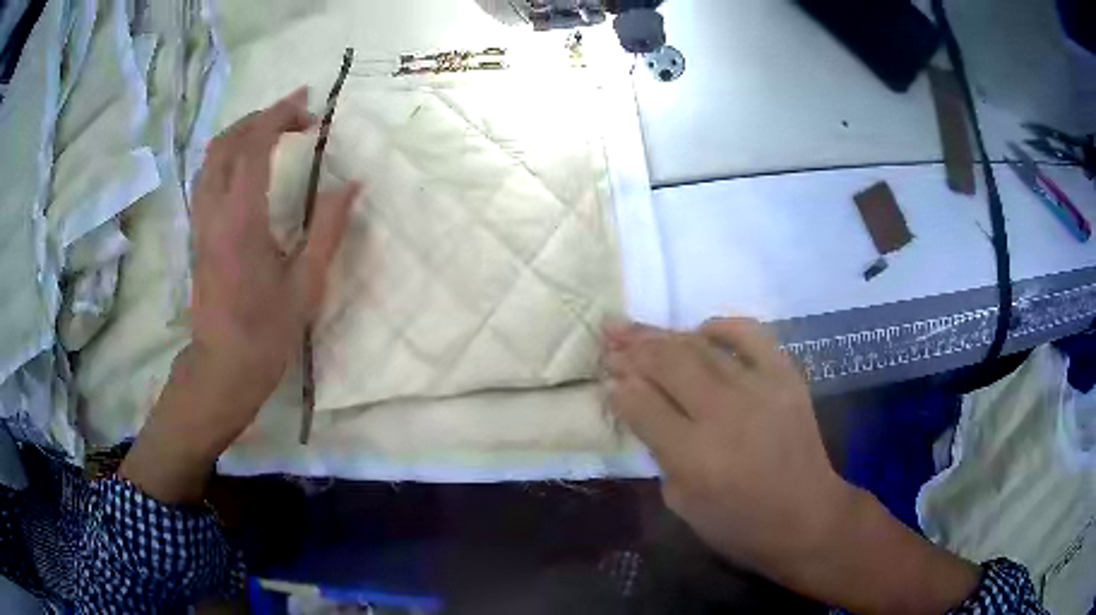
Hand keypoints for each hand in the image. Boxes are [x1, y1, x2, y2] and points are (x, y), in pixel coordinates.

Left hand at [121, 88, 358, 503]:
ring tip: (271, 128)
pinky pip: (206, 175)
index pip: (254, 145)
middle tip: (294, 113)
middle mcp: (214, 210)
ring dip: (241, 131)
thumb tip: (352, 184)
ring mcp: (200, 220)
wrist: (222, 366)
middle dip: (261, 116)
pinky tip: (246, 160)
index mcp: (242, 219)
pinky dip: (227, 153)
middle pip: (227, 141)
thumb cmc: (266, 331)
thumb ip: (329, 228)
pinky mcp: (196, 231)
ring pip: (211, 156)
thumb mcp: (307, 284)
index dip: (280, 116)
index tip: (309, 107)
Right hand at [604, 319, 979, 612]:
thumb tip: (638, 407)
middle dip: (632, 349)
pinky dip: (723, 325)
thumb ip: (658, 453)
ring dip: (662, 334)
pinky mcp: (787, 377)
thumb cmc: (739, 524)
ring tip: (634, 326)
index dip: (619, 387)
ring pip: (701, 347)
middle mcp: (725, 414)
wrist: (806, 517)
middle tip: (608, 337)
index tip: (605, 377)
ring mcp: (760, 389)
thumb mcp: (682, 504)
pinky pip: (752, 335)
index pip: (642, 405)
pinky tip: (700, 328)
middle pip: (668, 365)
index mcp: (694, 456)